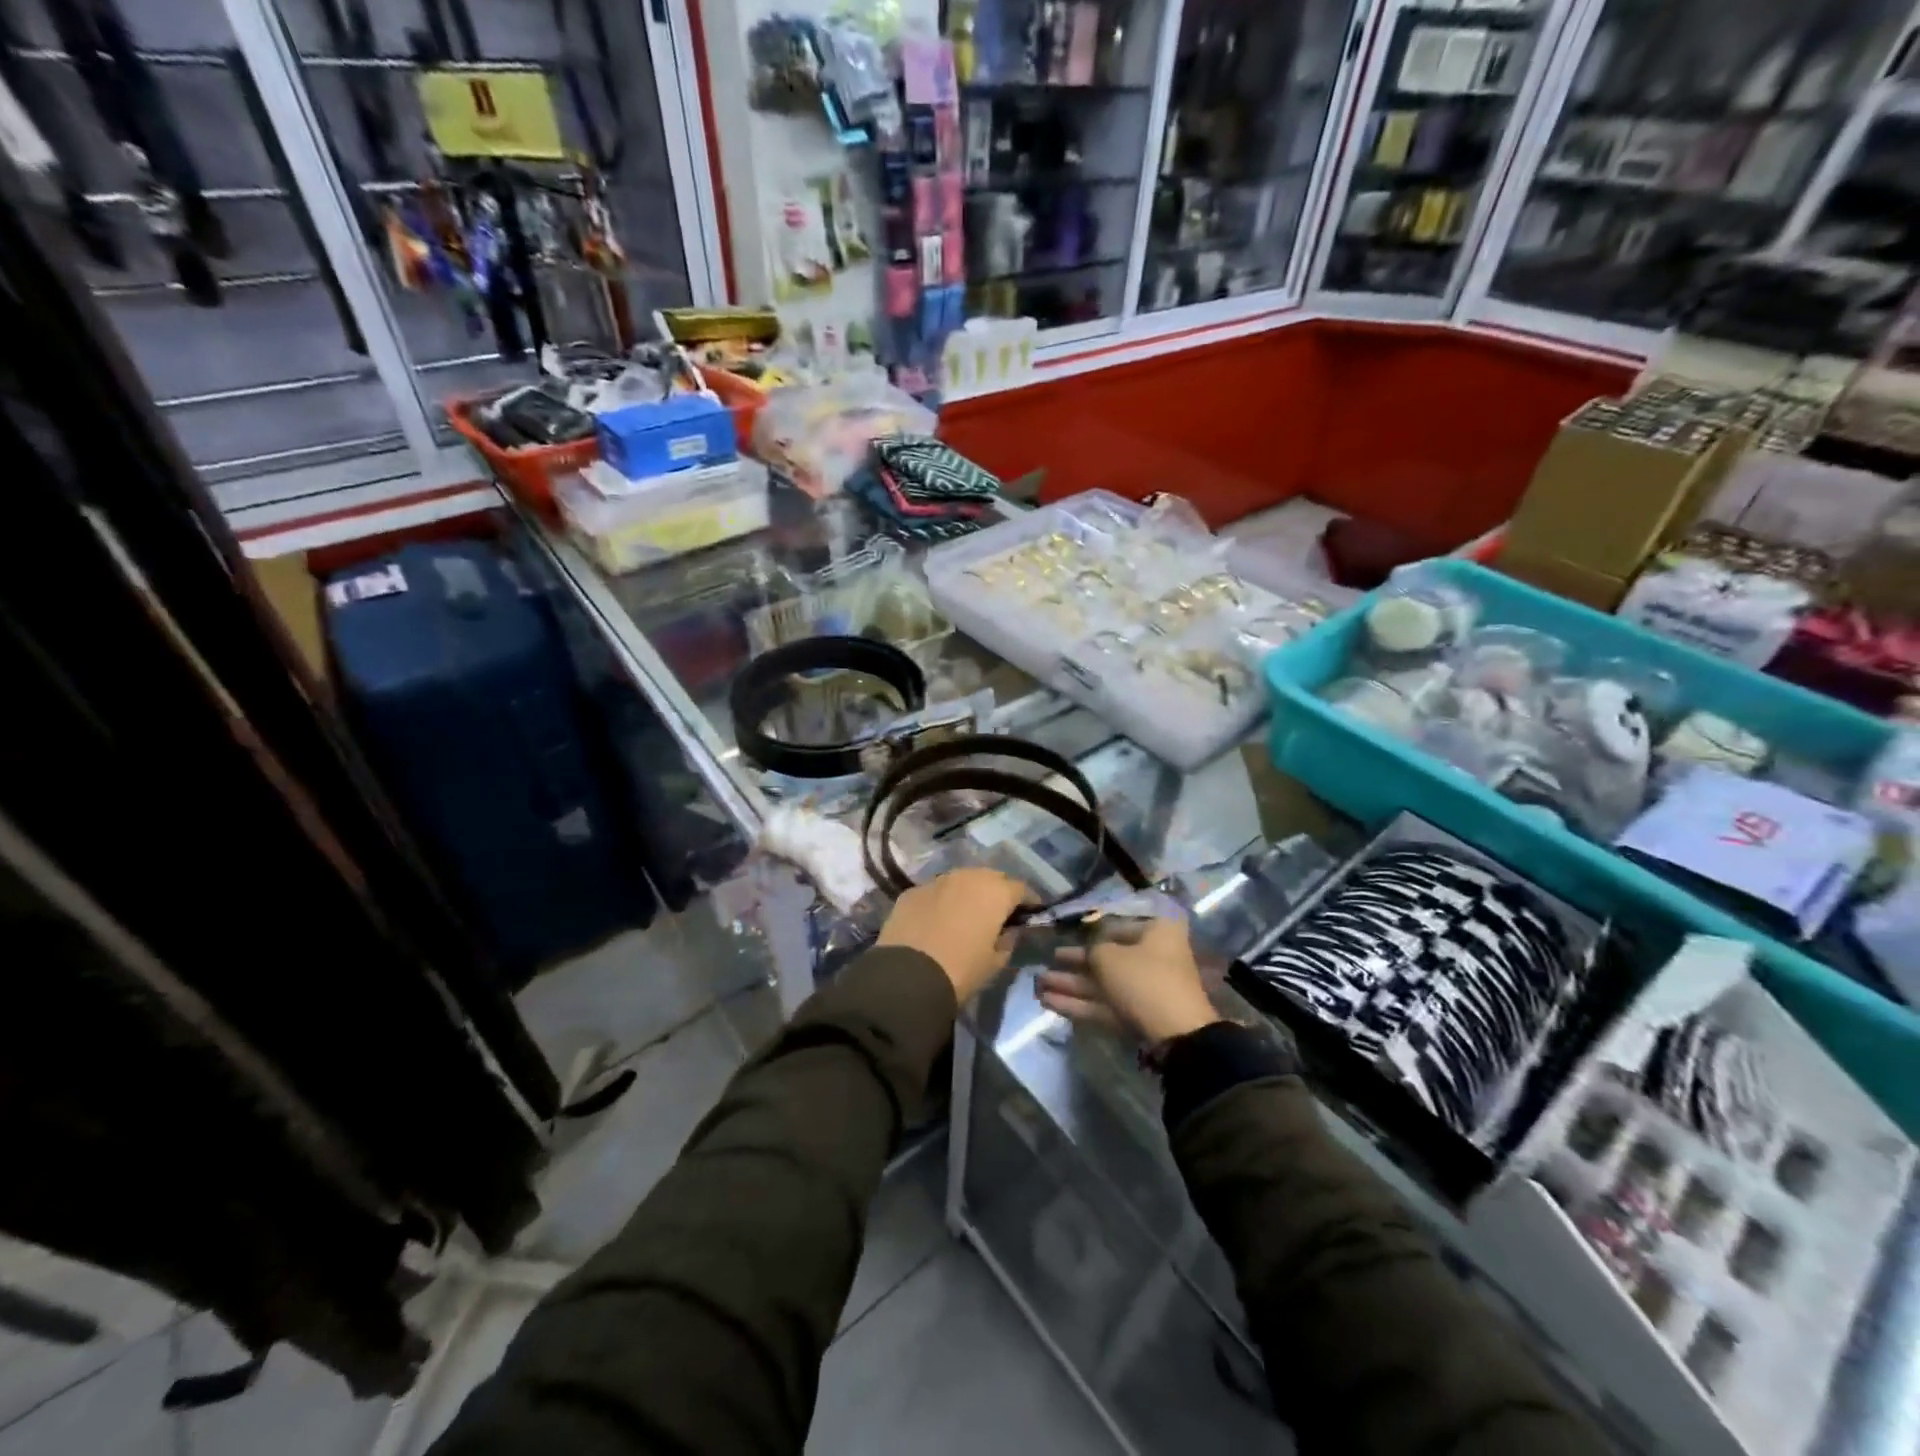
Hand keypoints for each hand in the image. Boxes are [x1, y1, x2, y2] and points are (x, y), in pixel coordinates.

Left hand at [876, 867, 1030, 1004]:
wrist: (906, 976)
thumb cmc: (961, 970)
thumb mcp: (995, 962)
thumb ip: (1008, 941)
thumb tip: (1010, 930)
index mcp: (995, 892)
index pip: (1021, 889)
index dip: (1028, 902)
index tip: (1030, 914)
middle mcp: (968, 877)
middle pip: (991, 877)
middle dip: (998, 891)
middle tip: (999, 913)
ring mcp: (937, 881)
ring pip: (962, 879)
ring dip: (969, 892)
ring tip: (968, 913)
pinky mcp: (912, 891)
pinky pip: (936, 891)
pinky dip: (943, 900)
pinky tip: (938, 919)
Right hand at [1037, 918, 1220, 1044]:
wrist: (1175, 1034)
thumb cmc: (1143, 979)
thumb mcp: (1109, 956)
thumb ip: (1092, 950)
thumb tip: (1089, 953)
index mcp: (1156, 932)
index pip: (1116, 927)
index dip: (1089, 933)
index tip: (1064, 936)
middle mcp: (1152, 957)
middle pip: (1107, 958)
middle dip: (1073, 964)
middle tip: (1046, 963)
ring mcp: (1144, 990)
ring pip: (1102, 984)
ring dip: (1070, 985)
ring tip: (1038, 984)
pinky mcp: (1136, 1016)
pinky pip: (1104, 1005)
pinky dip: (1079, 1003)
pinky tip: (1049, 1002)